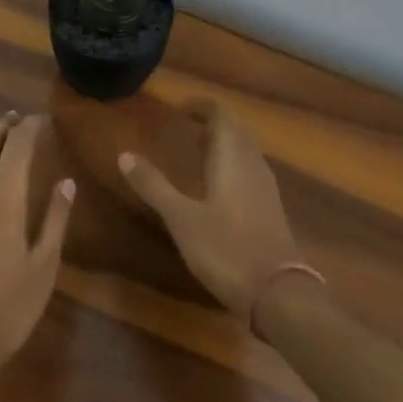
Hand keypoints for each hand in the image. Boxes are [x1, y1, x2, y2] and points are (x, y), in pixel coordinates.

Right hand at [118, 102, 301, 318]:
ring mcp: (266, 189)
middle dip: (215, 123)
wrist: (277, 293)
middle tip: (188, 125)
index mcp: (232, 159)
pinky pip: (251, 172)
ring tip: (199, 149)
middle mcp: (253, 166)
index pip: (222, 117)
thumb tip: (125, 154)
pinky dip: (233, 165)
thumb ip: (154, 185)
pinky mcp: (271, 210)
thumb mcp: (181, 218)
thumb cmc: (225, 249)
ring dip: (226, 144)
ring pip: (247, 152)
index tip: (181, 107)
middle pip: (238, 132)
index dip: (203, 107)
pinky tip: (219, 184)